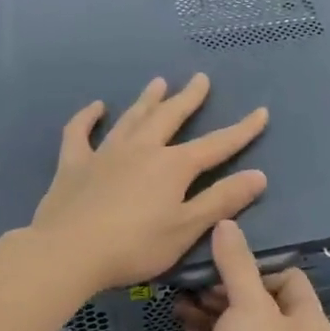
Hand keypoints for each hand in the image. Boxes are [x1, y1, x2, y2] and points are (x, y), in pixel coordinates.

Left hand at [29, 73, 268, 294]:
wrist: (68, 252)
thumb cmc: (134, 246)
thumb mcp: (186, 228)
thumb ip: (222, 200)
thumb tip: (258, 175)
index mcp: (173, 166)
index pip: (216, 145)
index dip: (241, 130)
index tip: (261, 112)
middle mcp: (142, 149)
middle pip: (170, 117)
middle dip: (189, 98)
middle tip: (200, 78)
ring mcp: (105, 153)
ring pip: (131, 118)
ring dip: (147, 100)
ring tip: (159, 82)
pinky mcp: (74, 164)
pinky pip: (80, 132)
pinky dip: (87, 117)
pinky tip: (96, 107)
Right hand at [179, 219, 329, 330]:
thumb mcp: (249, 306)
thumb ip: (236, 264)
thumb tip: (227, 223)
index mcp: (308, 324)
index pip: (289, 280)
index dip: (260, 266)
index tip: (228, 259)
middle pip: (258, 301)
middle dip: (227, 285)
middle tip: (198, 273)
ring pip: (234, 324)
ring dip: (210, 306)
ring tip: (182, 289)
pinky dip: (200, 330)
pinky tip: (179, 313)